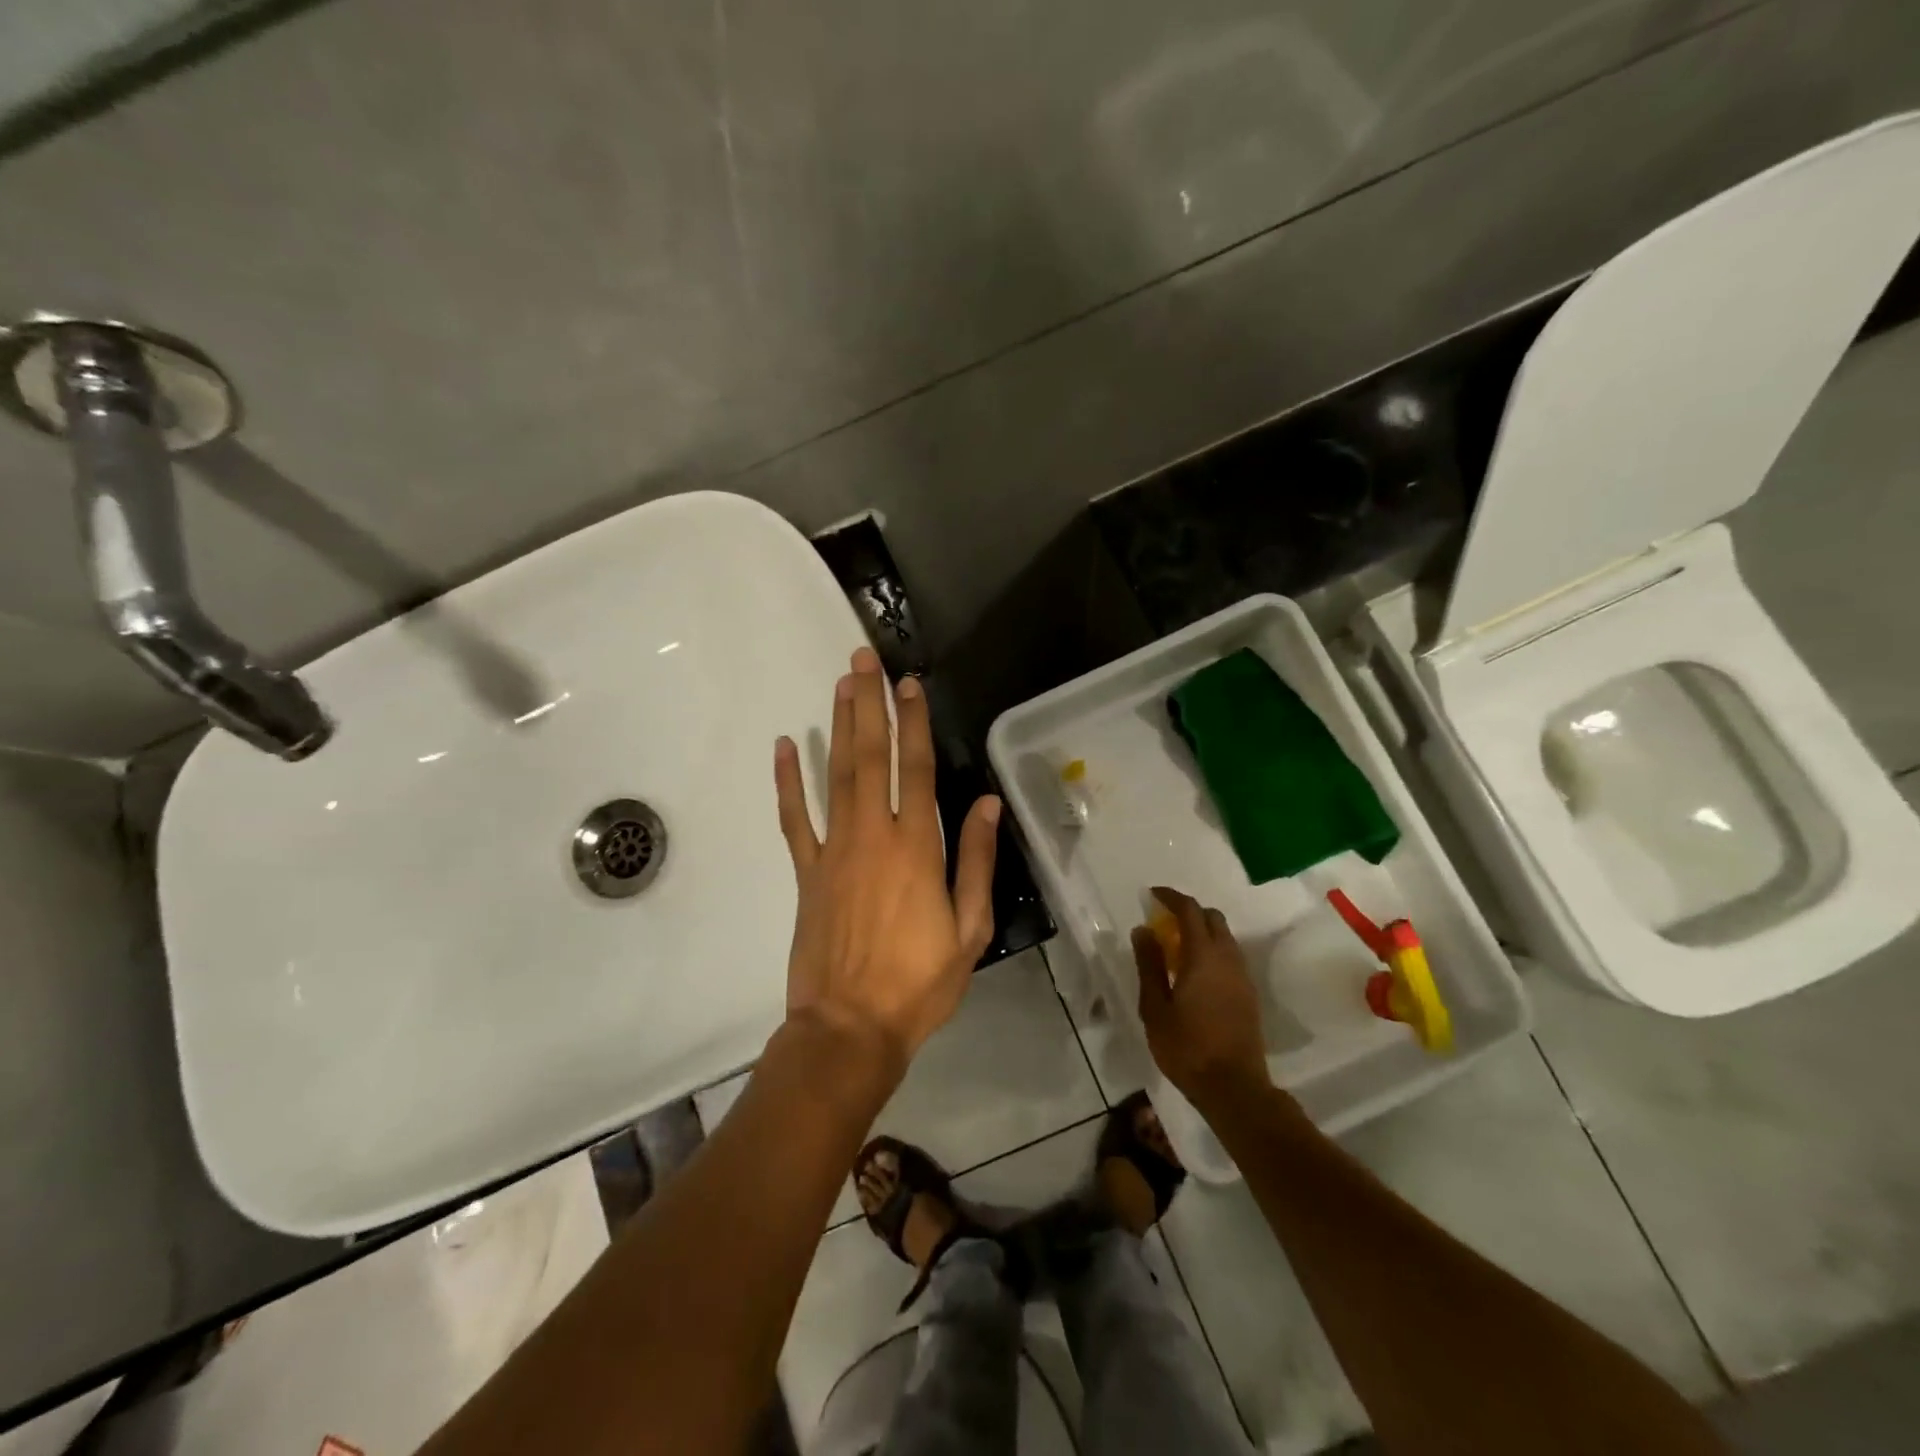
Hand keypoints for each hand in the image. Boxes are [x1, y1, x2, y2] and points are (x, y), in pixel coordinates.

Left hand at [774, 647, 999, 1081]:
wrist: (850, 1027)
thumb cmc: (919, 983)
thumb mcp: (970, 929)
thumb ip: (974, 861)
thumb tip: (986, 804)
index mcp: (917, 848)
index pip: (916, 768)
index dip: (913, 722)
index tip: (909, 683)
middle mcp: (873, 836)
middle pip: (871, 757)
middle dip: (870, 704)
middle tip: (863, 659)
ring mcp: (833, 851)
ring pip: (835, 776)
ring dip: (838, 727)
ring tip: (839, 684)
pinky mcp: (806, 873)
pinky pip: (794, 819)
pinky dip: (788, 782)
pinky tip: (784, 747)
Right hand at [1132, 887, 1271, 1109]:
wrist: (1234, 1088)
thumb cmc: (1187, 1047)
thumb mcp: (1155, 1007)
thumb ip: (1149, 965)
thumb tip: (1143, 930)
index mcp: (1203, 956)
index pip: (1190, 910)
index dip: (1171, 897)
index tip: (1152, 894)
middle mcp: (1228, 958)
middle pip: (1212, 918)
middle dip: (1188, 911)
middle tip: (1163, 920)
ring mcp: (1242, 976)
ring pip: (1225, 937)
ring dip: (1202, 931)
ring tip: (1176, 947)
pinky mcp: (1249, 993)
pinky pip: (1230, 956)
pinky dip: (1212, 950)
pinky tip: (1194, 971)